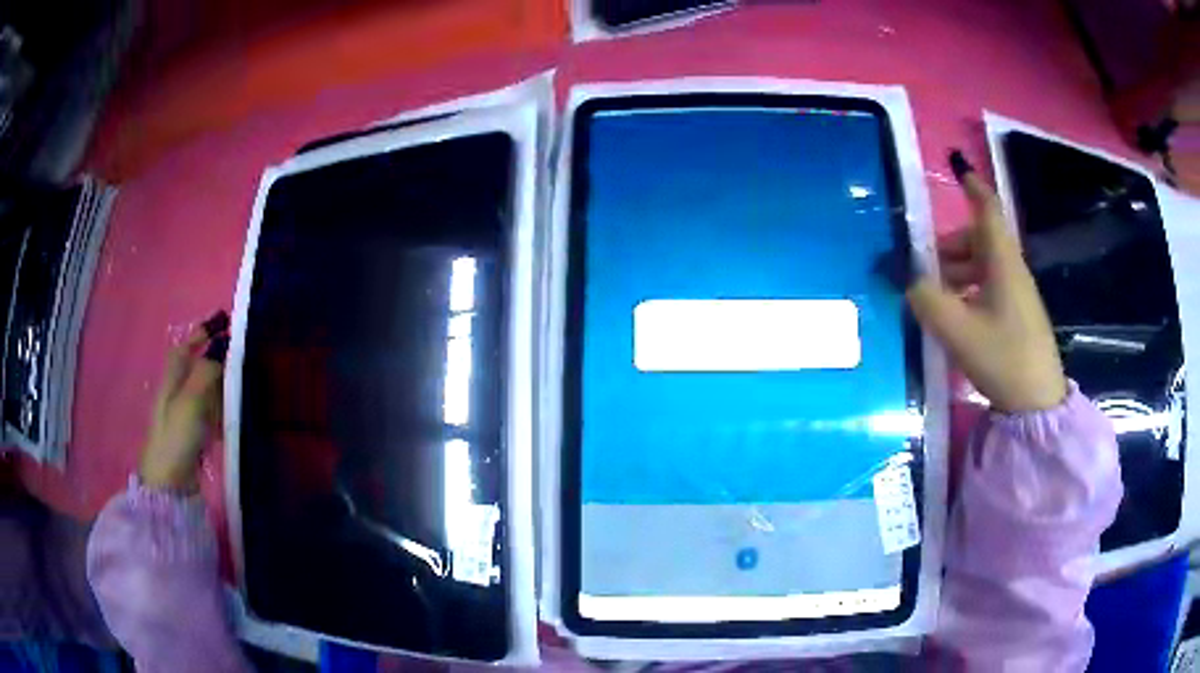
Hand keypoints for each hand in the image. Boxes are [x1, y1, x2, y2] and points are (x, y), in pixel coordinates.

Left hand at [140, 312, 228, 490]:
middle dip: (217, 361)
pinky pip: (211, 417)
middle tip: (241, 359)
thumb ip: (206, 371)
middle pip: (198, 368)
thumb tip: (222, 345)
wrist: (170, 484)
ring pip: (207, 393)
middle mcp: (177, 393)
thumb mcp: (191, 400)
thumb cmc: (176, 436)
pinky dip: (222, 415)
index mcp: (172, 379)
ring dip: (222, 390)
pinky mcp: (194, 437)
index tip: (221, 321)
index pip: (185, 347)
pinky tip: (233, 422)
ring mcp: (185, 416)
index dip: (201, 333)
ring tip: (243, 390)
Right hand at [906, 152, 1067, 412]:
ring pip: (982, 265)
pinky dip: (967, 291)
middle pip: (978, 240)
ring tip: (932, 296)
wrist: (1036, 402)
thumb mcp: (957, 330)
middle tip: (921, 266)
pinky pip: (988, 287)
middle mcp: (1010, 270)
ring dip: (955, 272)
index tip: (957, 168)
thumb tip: (906, 279)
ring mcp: (1016, 294)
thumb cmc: (1002, 357)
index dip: (972, 187)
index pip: (988, 210)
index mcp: (1002, 261)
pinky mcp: (1016, 315)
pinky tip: (953, 316)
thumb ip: (927, 300)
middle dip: (948, 246)